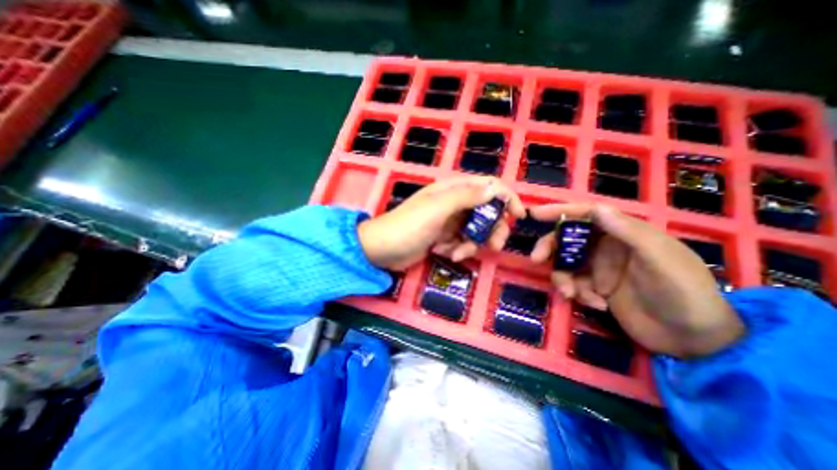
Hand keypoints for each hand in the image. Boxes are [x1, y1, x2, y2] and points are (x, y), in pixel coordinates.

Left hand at [358, 176, 524, 270]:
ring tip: (455, 253)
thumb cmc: (408, 226)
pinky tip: (441, 253)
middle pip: (486, 212)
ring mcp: (449, 221)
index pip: (488, 186)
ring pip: (475, 231)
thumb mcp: (437, 209)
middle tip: (492, 246)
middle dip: (491, 229)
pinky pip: (461, 243)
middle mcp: (453, 203)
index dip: (506, 197)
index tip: (519, 216)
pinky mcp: (444, 237)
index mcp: (453, 189)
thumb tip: (494, 189)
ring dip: (470, 245)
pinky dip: (457, 250)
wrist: (382, 250)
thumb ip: (466, 197)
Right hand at [533, 201, 741, 358]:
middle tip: (536, 259)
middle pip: (567, 239)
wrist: (693, 341)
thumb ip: (629, 233)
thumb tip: (596, 208)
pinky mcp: (595, 288)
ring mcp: (599, 268)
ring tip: (571, 294)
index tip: (535, 214)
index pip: (587, 214)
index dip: (559, 211)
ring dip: (562, 277)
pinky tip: (597, 305)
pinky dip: (577, 293)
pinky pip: (573, 284)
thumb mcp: (660, 260)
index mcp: (624, 233)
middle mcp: (607, 247)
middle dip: (550, 247)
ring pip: (565, 263)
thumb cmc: (684, 293)